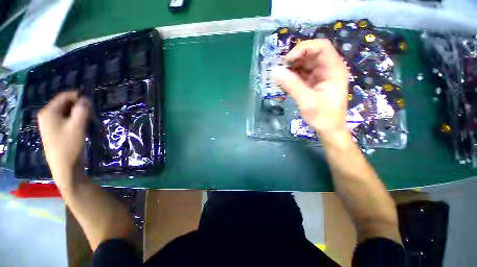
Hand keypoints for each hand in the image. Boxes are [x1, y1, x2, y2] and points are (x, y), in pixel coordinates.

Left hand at [38, 91, 90, 183]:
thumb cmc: (69, 146)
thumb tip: (86, 99)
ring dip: (77, 113)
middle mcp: (46, 115)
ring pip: (65, 111)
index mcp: (48, 112)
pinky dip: (74, 119)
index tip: (92, 101)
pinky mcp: (53, 130)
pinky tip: (81, 126)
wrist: (64, 166)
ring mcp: (48, 124)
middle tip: (91, 112)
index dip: (78, 96)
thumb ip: (82, 110)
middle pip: (64, 103)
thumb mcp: (78, 126)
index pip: (64, 96)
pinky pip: (64, 119)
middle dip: (78, 105)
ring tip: (88, 119)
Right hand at [272, 39, 348, 137]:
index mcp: (334, 69)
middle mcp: (329, 68)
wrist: (329, 129)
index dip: (303, 49)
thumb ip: (292, 85)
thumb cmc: (323, 117)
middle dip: (295, 59)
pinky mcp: (315, 81)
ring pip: (305, 63)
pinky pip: (303, 73)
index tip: (287, 61)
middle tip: (281, 70)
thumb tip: (275, 71)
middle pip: (312, 53)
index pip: (321, 47)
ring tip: (281, 78)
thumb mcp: (307, 102)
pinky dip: (293, 76)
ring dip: (292, 68)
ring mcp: (322, 75)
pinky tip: (286, 83)